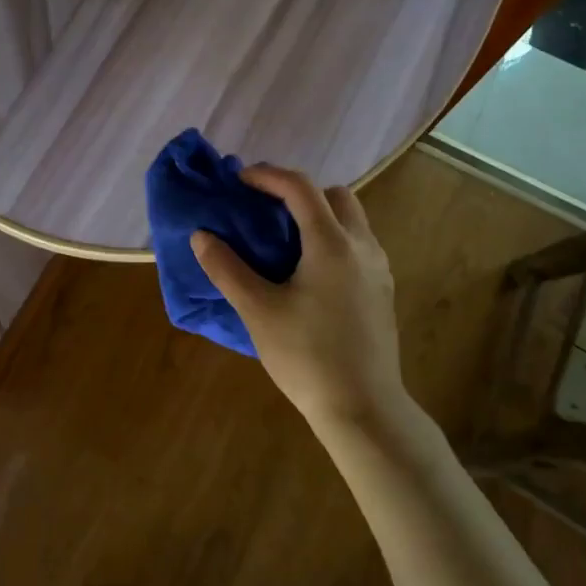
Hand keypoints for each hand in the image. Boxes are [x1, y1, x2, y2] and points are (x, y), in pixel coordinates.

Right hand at [191, 165, 407, 431]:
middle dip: (298, 193)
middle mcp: (362, 246)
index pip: (300, 188)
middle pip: (335, 195)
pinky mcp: (383, 291)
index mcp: (331, 244)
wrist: (364, 409)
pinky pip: (358, 245)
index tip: (239, 180)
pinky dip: (332, 239)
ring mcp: (378, 269)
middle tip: (265, 210)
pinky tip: (309, 273)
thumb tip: (202, 236)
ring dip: (318, 215)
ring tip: (284, 240)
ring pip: (351, 220)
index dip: (267, 176)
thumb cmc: (307, 357)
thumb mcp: (258, 312)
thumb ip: (227, 268)